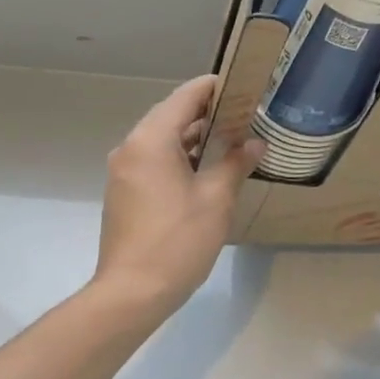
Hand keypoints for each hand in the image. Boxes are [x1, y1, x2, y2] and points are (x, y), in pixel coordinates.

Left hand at [92, 76, 261, 322]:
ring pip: (163, 138)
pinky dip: (180, 155)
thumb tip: (255, 144)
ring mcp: (124, 171)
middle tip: (245, 112)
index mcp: (151, 140)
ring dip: (195, 135)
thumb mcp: (217, 198)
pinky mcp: (125, 192)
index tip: (244, 86)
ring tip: (232, 137)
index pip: (185, 97)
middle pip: (172, 114)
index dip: (214, 87)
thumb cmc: (178, 240)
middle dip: (208, 111)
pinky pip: (155, 159)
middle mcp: (132, 148)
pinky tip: (208, 168)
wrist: (132, 293)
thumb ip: (236, 163)